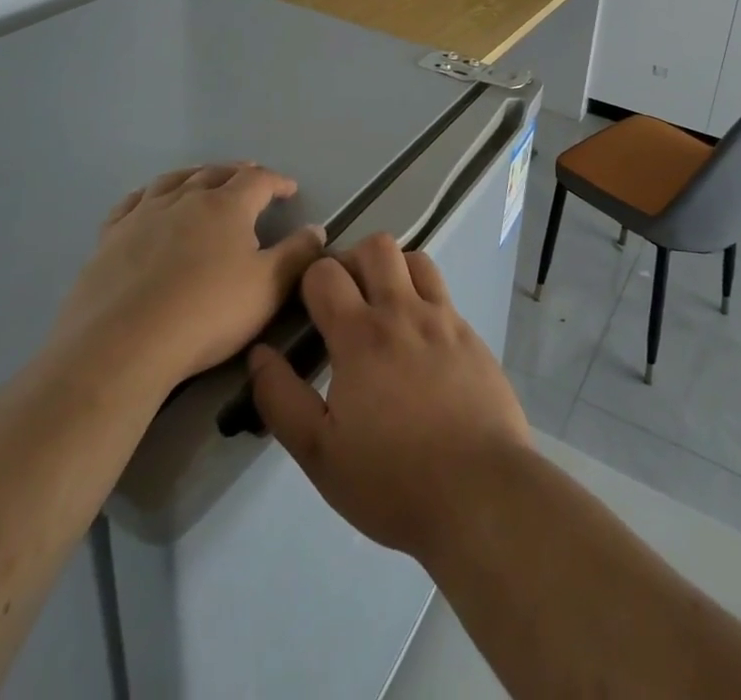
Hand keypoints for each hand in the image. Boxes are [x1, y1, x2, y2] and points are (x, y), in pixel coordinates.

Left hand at [53, 164, 324, 390]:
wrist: (122, 345)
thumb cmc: (206, 314)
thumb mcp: (268, 288)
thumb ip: (297, 255)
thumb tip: (316, 229)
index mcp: (227, 205)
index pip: (258, 180)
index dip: (277, 181)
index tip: (290, 189)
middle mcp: (185, 198)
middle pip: (216, 173)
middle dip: (238, 173)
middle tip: (251, 179)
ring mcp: (143, 215)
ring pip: (174, 180)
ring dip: (195, 175)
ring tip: (204, 179)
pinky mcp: (110, 238)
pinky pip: (132, 202)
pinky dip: (149, 194)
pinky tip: (149, 201)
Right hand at [247, 233, 531, 562]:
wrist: (481, 492)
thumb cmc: (393, 480)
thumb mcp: (319, 453)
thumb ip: (281, 398)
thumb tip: (259, 353)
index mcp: (360, 336)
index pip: (325, 273)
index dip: (309, 281)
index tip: (306, 309)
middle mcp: (403, 312)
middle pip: (375, 247)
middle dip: (352, 261)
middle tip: (344, 300)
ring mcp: (444, 319)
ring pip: (415, 259)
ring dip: (393, 271)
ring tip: (383, 309)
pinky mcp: (471, 335)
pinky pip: (443, 294)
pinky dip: (424, 299)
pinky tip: (419, 341)